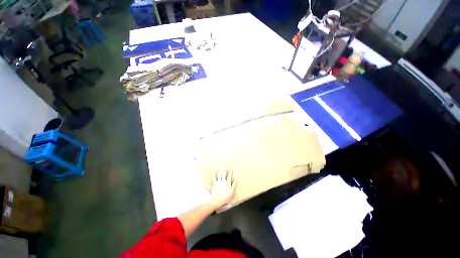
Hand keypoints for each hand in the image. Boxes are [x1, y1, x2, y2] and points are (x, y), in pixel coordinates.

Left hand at [210, 168, 235, 208]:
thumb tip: (235, 181)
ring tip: (220, 167)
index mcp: (227, 183)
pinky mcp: (214, 184)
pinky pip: (215, 178)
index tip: (231, 170)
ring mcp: (218, 182)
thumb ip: (233, 186)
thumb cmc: (226, 197)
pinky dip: (215, 174)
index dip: (230, 173)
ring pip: (219, 175)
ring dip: (220, 170)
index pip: (229, 176)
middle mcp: (223, 181)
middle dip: (224, 169)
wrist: (218, 201)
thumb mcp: (232, 192)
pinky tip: (215, 172)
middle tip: (224, 165)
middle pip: (224, 174)